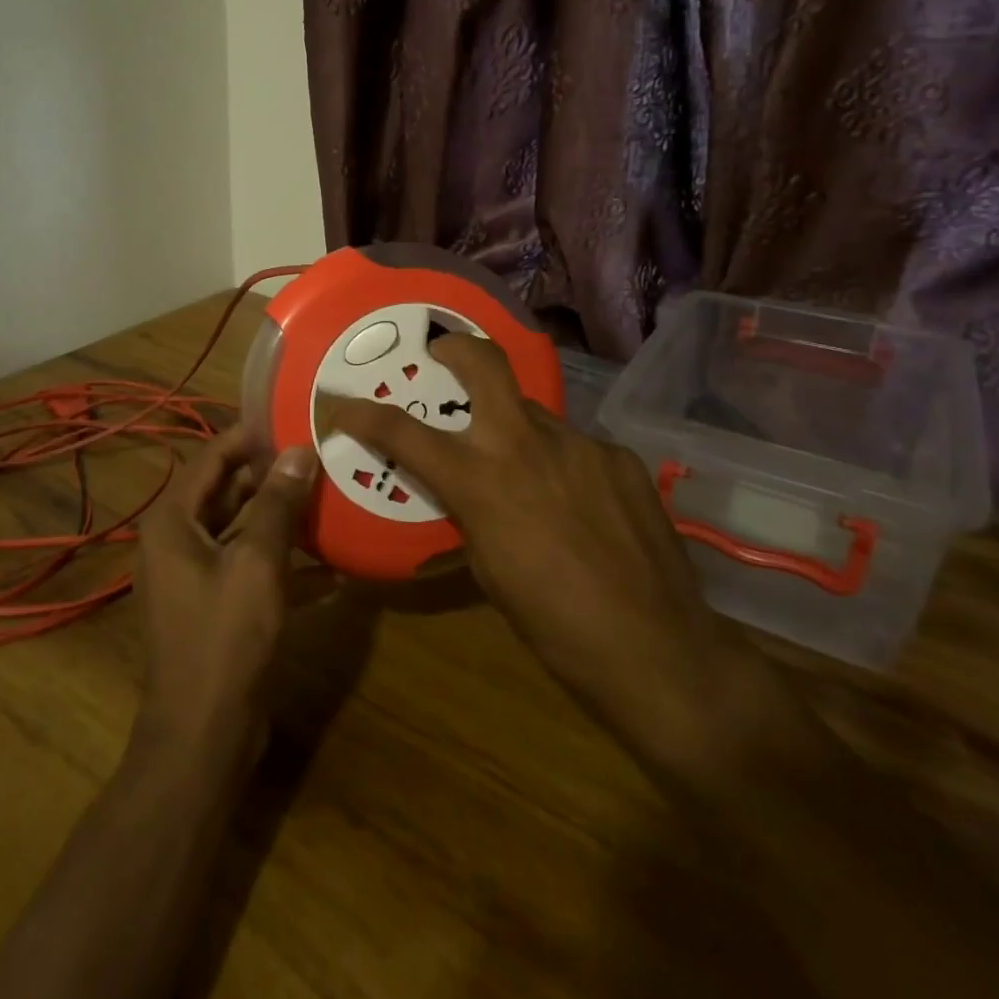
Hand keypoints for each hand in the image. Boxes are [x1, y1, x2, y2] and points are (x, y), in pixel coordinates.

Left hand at [133, 430, 319, 762]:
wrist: (203, 734)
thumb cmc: (225, 638)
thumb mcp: (257, 563)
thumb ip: (277, 504)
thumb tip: (299, 451)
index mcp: (173, 521)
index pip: (211, 458)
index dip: (249, 436)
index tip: (290, 418)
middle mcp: (176, 541)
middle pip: (225, 492)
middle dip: (269, 476)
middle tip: (317, 455)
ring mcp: (193, 576)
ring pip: (239, 530)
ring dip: (279, 518)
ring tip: (327, 497)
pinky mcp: (214, 605)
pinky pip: (248, 567)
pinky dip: (281, 562)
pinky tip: (330, 568)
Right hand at [322, 335, 746, 765]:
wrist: (657, 649)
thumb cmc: (553, 625)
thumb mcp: (487, 568)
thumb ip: (470, 511)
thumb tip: (468, 489)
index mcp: (480, 480)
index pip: (402, 432)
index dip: (362, 413)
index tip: (340, 402)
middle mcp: (525, 444)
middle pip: (484, 364)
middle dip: (455, 348)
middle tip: (442, 354)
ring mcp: (579, 444)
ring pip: (533, 414)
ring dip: (517, 432)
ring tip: (529, 475)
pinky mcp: (620, 458)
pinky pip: (576, 449)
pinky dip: (563, 466)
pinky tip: (580, 507)